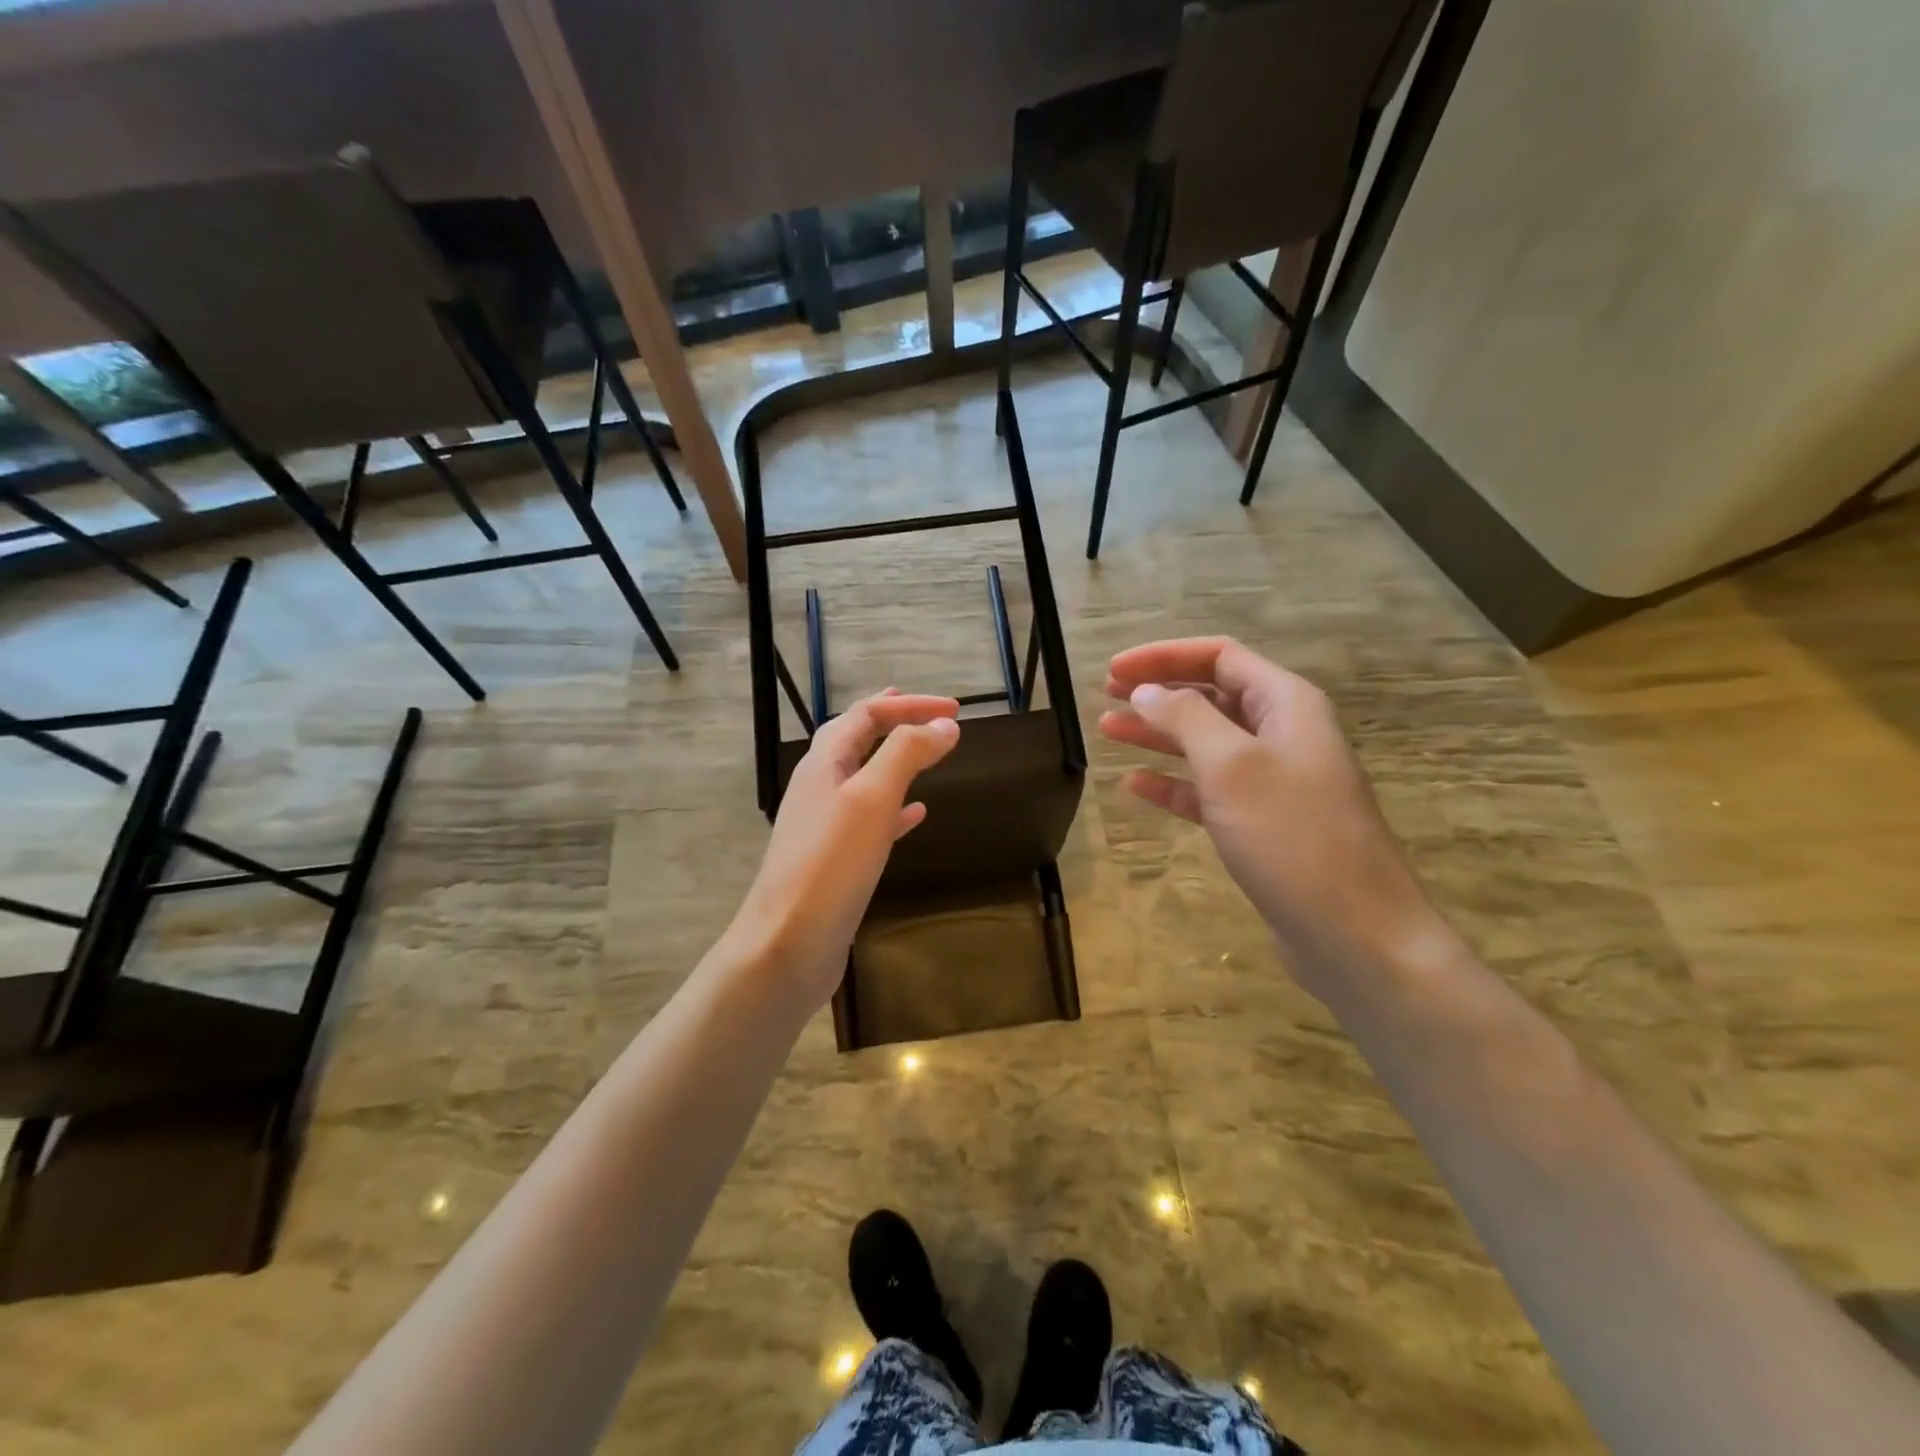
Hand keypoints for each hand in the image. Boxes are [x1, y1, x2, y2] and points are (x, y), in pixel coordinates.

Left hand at [729, 689, 959, 1007]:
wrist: (787, 946)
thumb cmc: (830, 865)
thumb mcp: (872, 798)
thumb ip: (907, 754)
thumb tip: (945, 725)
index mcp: (823, 764)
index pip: (866, 714)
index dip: (910, 705)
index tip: (956, 709)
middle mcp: (819, 787)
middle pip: (856, 739)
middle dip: (894, 721)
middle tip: (931, 715)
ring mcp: (824, 825)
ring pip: (863, 777)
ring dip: (895, 759)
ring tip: (925, 753)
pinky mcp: (835, 860)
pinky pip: (870, 819)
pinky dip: (896, 807)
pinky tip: (916, 814)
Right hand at [1100, 637, 1443, 994]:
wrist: (1355, 934)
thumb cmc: (1292, 836)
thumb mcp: (1232, 766)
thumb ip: (1185, 719)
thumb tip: (1146, 690)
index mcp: (1286, 704)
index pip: (1220, 657)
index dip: (1164, 656)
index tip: (1115, 669)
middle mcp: (1283, 734)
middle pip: (1212, 696)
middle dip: (1159, 691)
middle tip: (1107, 694)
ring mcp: (1274, 782)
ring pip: (1206, 743)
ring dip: (1158, 734)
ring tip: (1108, 730)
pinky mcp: (1262, 825)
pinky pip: (1209, 790)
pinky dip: (1172, 784)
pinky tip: (1135, 786)